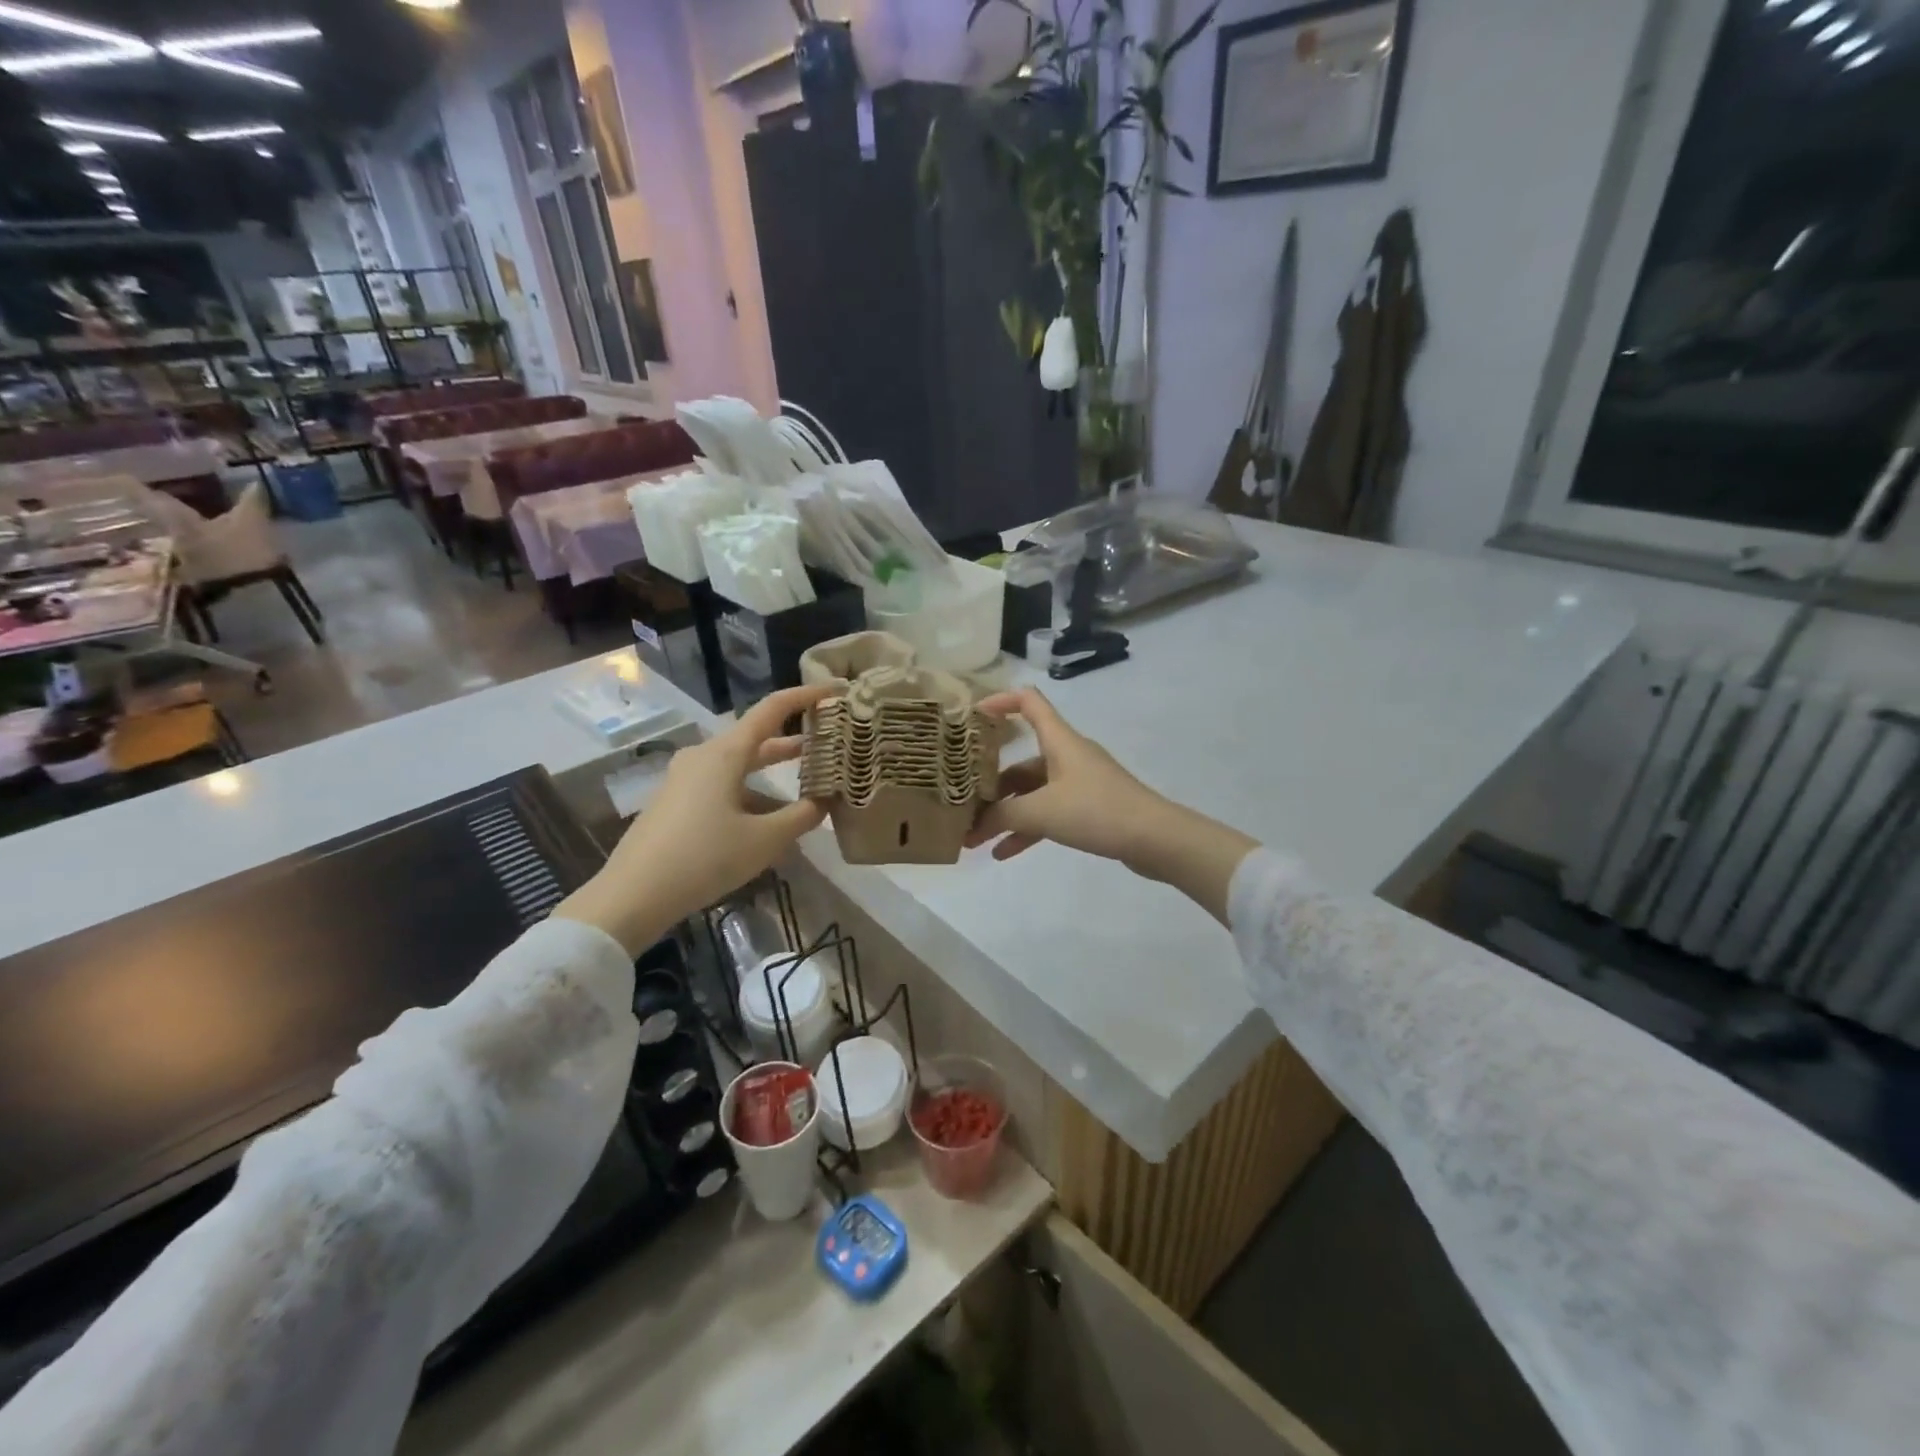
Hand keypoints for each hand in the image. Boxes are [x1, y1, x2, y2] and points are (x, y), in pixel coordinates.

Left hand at [556, 684, 833, 953]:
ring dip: (772, 770)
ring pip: (739, 764)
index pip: (771, 709)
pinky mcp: (675, 801)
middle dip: (793, 739)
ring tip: (807, 780)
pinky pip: (722, 784)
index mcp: (725, 754)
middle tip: (829, 740)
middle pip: (755, 738)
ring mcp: (685, 779)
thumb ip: (801, 817)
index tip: (834, 692)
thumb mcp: (764, 841)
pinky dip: (751, 791)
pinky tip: (768, 818)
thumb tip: (825, 802)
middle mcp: (703, 756)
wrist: (632, 895)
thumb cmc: (704, 858)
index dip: (805, 696)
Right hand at [969, 688, 1257, 924]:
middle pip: (1021, 760)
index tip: (971, 717)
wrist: (1156, 839)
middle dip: (990, 784)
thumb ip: (1002, 816)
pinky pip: (1049, 813)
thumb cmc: (1096, 811)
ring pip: (1033, 792)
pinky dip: (1028, 830)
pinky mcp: (1089, 809)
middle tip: (962, 804)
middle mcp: (1067, 756)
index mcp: (1059, 741)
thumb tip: (974, 825)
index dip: (1000, 701)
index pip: (1029, 702)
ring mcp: (1079, 783)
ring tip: (976, 839)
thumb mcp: (1041, 812)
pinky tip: (1005, 854)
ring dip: (1006, 814)